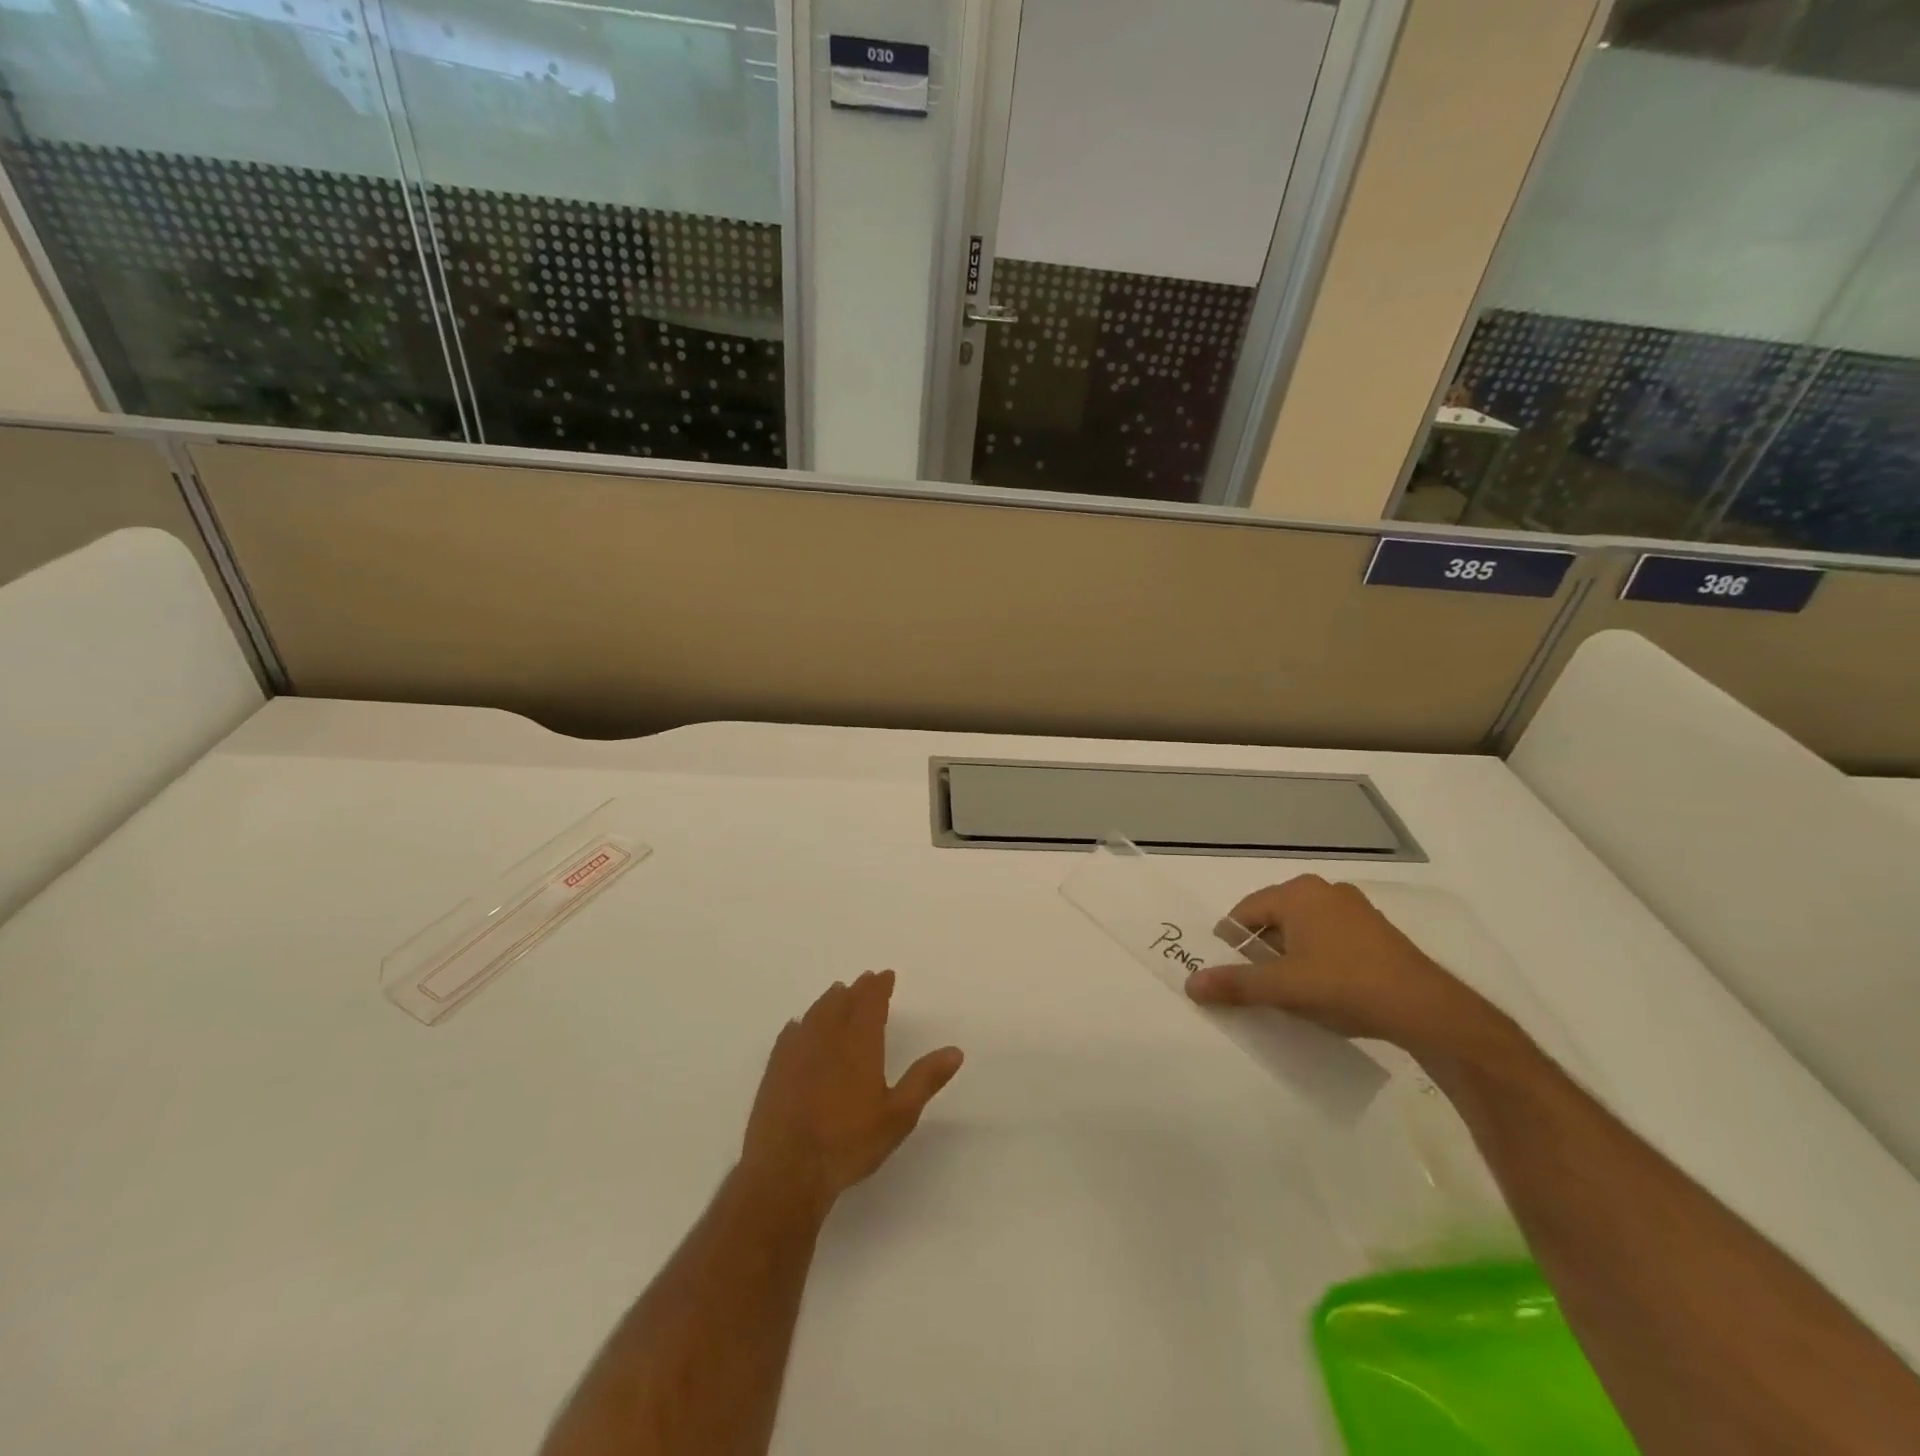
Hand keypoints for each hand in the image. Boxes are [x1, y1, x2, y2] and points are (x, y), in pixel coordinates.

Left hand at [740, 970, 963, 1216]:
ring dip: (829, 1001)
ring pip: (815, 1014)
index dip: (879, 987)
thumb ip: (925, 1079)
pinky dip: (800, 1024)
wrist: (787, 1170)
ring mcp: (797, 1052)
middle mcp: (828, 1038)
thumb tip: (955, 1051)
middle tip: (864, 981)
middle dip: (856, 990)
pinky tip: (798, 1026)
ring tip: (836, 993)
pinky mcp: (775, 1071)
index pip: (871, 1003)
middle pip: (843, 1003)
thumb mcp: (898, 1115)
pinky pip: (790, 1035)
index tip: (885, 975)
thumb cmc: (849, 1142)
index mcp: (860, 1043)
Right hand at [1185, 875, 1513, 1062]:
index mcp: (1298, 893)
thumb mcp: (1283, 988)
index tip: (1228, 977)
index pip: (1244, 914)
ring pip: (1301, 932)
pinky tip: (1323, 992)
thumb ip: (1235, 984)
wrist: (1427, 1010)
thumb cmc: (1345, 985)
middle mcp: (1324, 891)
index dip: (1230, 946)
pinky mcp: (1375, 932)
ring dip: (1288, 960)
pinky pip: (1328, 941)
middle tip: (1256, 988)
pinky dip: (1316, 961)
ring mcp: (1354, 910)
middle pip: (1272, 921)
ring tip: (1288, 995)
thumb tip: (1190, 984)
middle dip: (1260, 954)